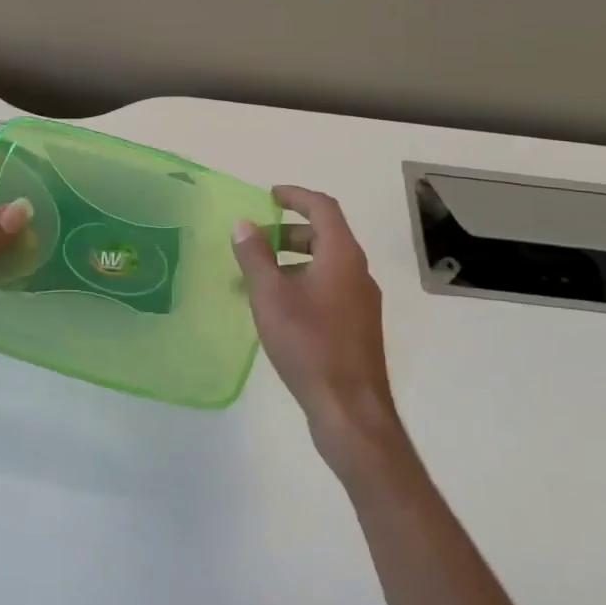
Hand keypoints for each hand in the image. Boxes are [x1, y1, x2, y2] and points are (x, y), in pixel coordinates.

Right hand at [232, 186, 401, 470]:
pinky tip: (278, 309)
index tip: (270, 195)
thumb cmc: (309, 344)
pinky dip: (303, 283)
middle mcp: (358, 272)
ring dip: (293, 260)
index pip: (323, 207)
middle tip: (257, 240)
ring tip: (258, 278)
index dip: (296, 195)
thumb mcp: (271, 296)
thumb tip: (244, 223)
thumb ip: (255, 256)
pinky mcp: (358, 327)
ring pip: (326, 264)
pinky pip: (329, 289)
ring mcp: (361, 301)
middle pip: (326, 235)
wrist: (350, 409)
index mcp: (342, 256)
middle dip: (289, 231)